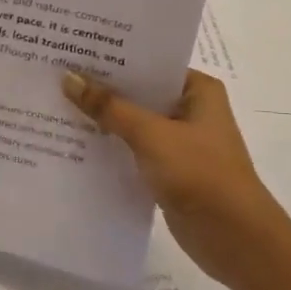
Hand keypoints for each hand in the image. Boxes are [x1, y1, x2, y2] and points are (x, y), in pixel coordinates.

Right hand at [62, 69, 290, 289]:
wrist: (236, 239)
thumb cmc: (200, 175)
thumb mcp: (150, 135)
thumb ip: (108, 107)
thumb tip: (68, 78)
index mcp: (198, 91)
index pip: (148, 63)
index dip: (111, 58)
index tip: (72, 50)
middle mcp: (190, 110)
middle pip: (137, 92)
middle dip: (100, 88)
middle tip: (55, 74)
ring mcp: (179, 141)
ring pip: (131, 121)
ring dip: (101, 118)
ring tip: (54, 102)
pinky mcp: (168, 169)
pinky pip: (131, 148)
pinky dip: (108, 145)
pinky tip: (73, 140)